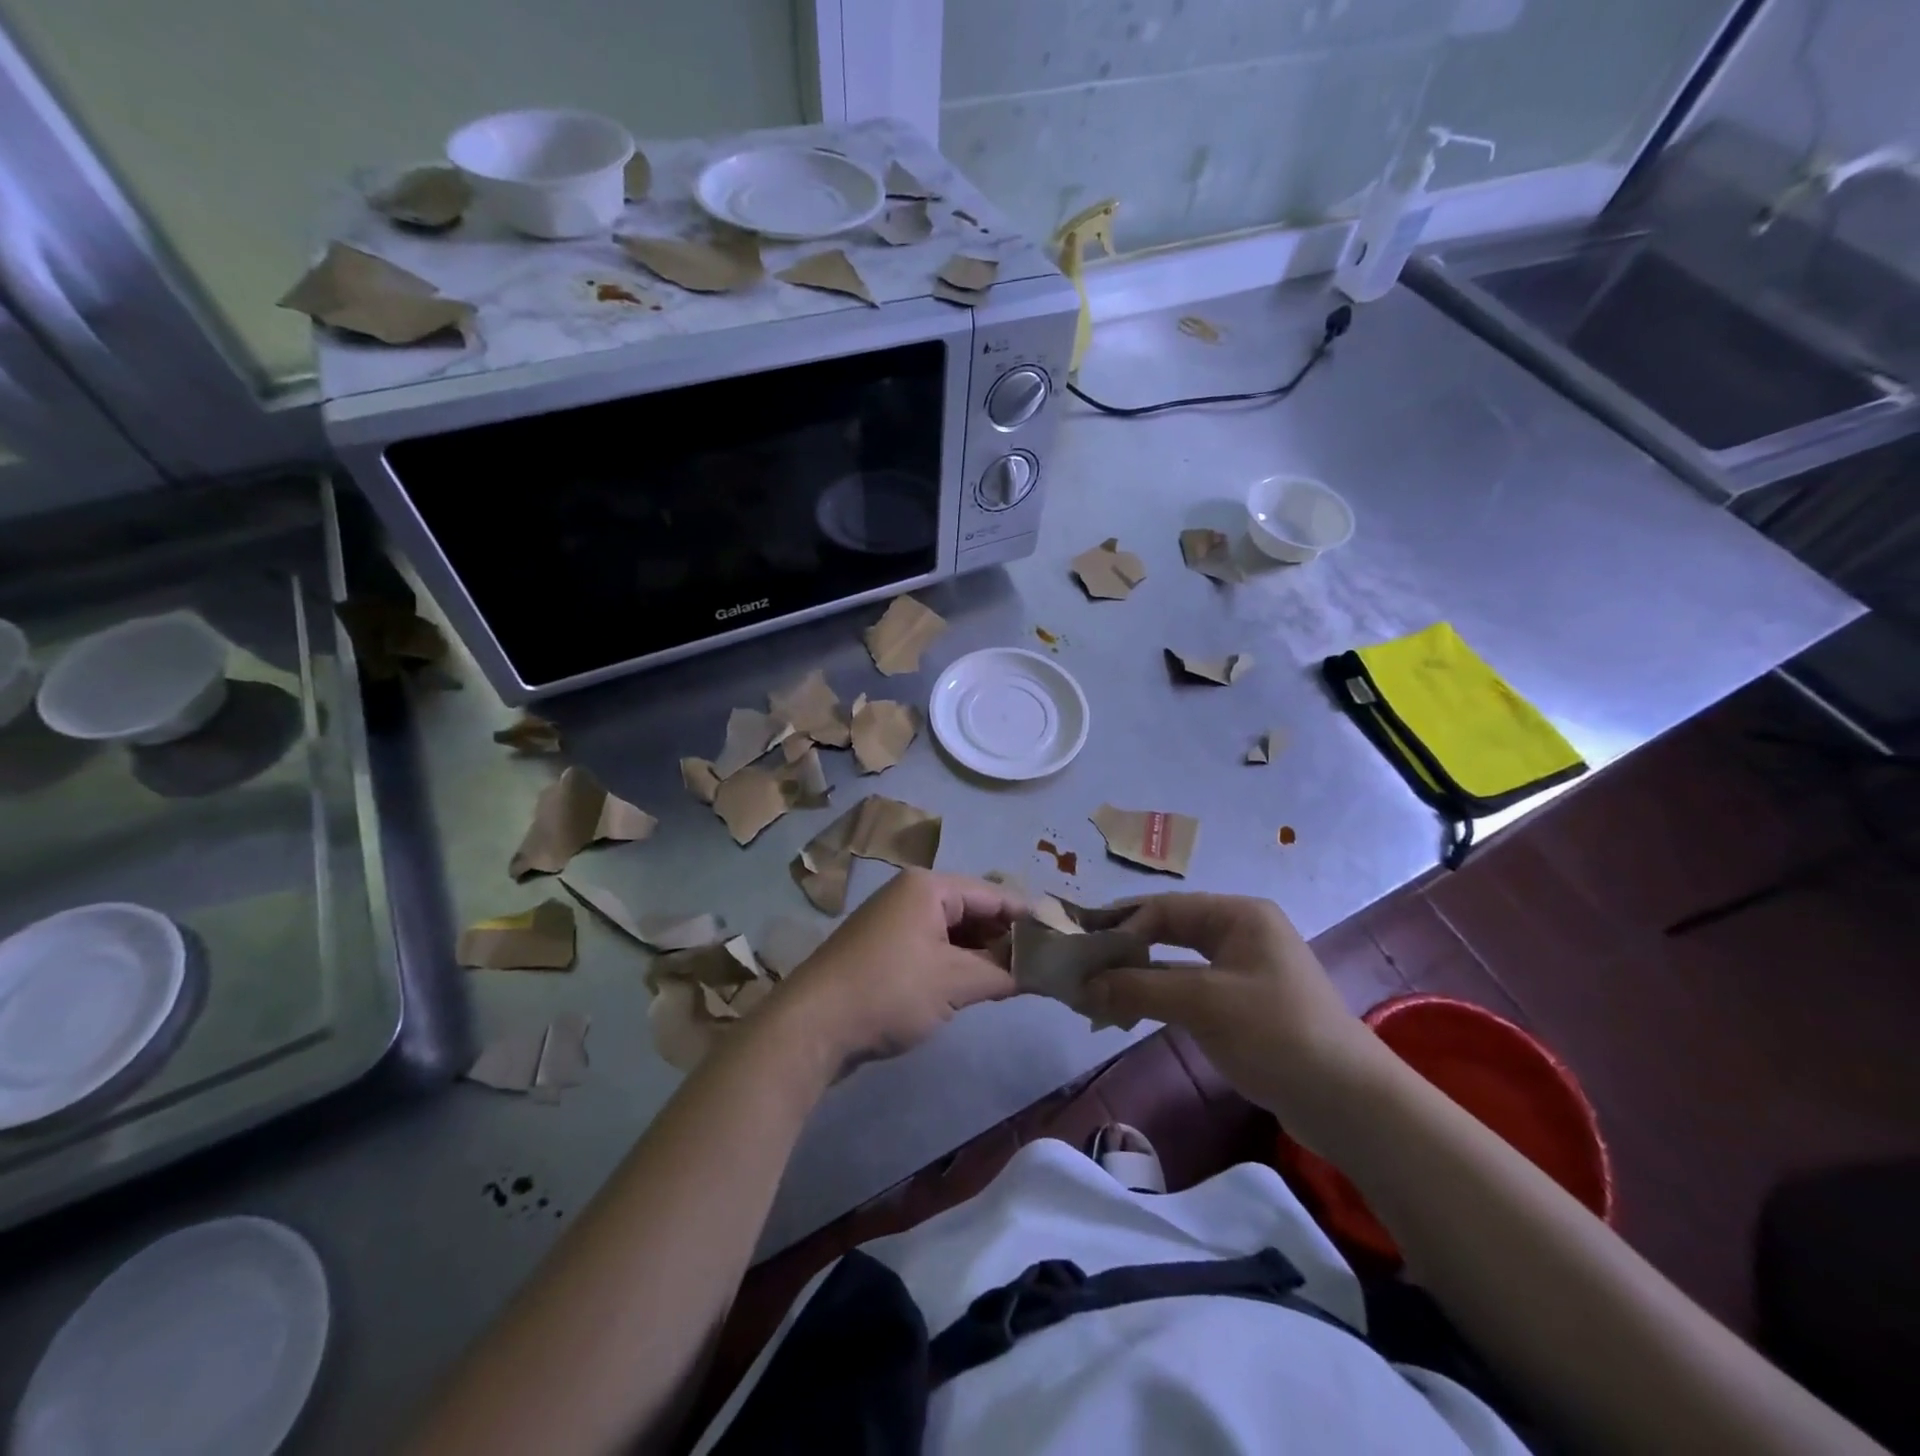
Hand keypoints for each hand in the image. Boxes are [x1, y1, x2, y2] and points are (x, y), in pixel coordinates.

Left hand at [779, 869, 1022, 1070]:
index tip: (1062, 941)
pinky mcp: (883, 950)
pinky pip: (933, 948)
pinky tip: (978, 986)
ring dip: (982, 954)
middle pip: (973, 910)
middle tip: (1042, 966)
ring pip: (953, 932)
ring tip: (1017, 979)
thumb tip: (1039, 971)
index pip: (993, 894)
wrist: (812, 1026)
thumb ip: (1002, 973)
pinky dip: (957, 964)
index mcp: (928, 887)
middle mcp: (911, 895)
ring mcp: (894, 922)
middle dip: (1005, 938)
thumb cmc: (890, 991)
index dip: (1028, 918)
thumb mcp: (954, 982)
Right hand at [1087, 894, 1385, 1116]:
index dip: (1120, 926)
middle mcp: (1242, 932)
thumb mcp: (1202, 1004)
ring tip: (1095, 990)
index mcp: (1239, 915)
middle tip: (1081, 962)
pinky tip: (1129, 1011)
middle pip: (1170, 931)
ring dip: (1138, 976)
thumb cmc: (1275, 1033)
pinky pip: (1191, 990)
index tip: (1080, 946)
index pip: (1164, 909)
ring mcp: (1245, 969)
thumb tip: (1083, 985)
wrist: (1349, 1103)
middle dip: (1125, 948)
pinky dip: (1159, 998)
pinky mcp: (1246, 1005)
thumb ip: (1139, 988)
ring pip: (1177, 963)